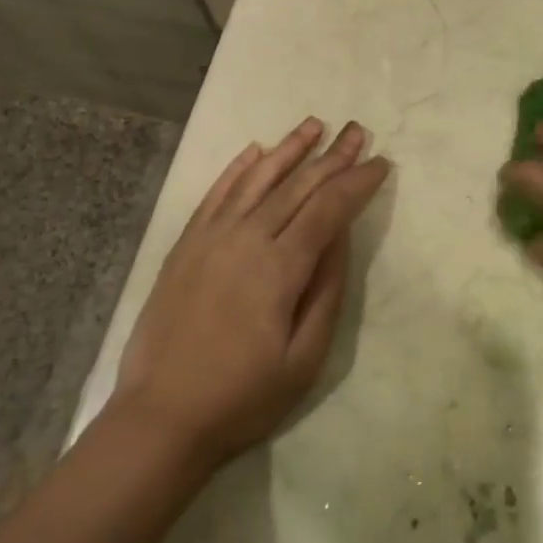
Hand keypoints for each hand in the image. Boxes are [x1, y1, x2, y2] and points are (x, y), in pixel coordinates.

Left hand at [113, 118, 389, 469]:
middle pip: (297, 186)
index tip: (381, 163)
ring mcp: (210, 238)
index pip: (328, 209)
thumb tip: (339, 235)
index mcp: (280, 268)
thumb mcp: (305, 357)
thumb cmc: (243, 397)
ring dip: (288, 149)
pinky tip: (254, 151)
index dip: (357, 183)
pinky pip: (215, 195)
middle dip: (332, 156)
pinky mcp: (185, 246)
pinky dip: (237, 169)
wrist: (161, 417)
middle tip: (358, 131)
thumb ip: (326, 289)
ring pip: (256, 179)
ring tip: (313, 124)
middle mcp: (245, 239)